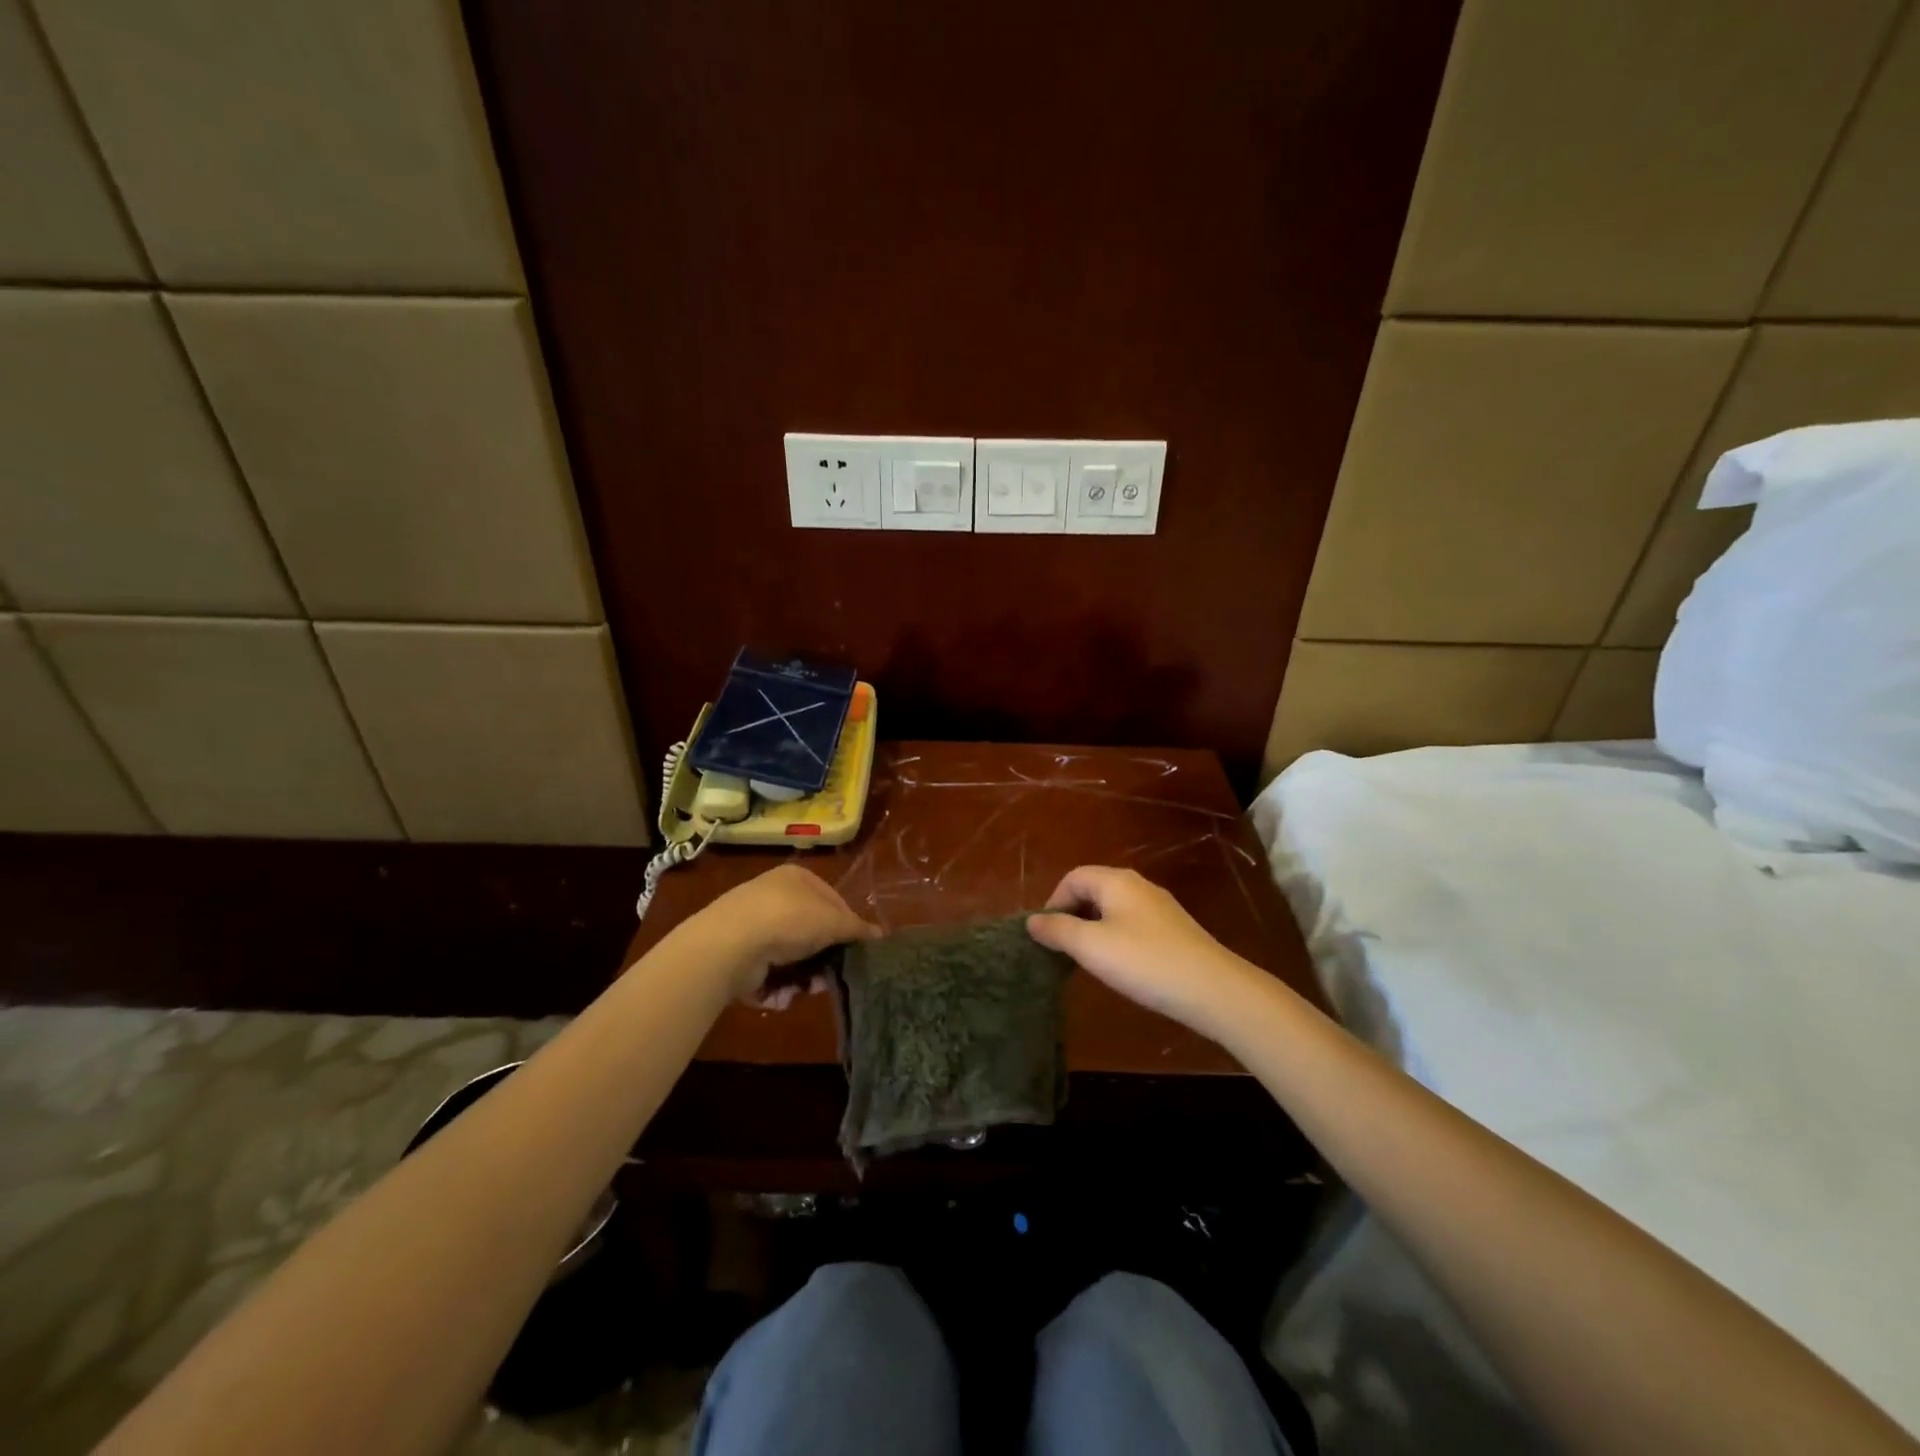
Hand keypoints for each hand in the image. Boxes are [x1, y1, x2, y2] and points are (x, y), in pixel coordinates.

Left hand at [678, 864, 878, 1003]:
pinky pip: (768, 973)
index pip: (832, 900)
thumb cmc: (788, 920)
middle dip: (823, 957)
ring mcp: (752, 926)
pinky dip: (777, 986)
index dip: (846, 925)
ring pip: (791, 956)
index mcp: (796, 878)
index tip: (856, 949)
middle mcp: (773, 897)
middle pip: (811, 931)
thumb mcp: (832, 921)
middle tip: (830, 976)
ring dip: (802, 976)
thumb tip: (880, 936)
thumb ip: (857, 929)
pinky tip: (780, 994)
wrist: (728, 945)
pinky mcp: (738, 955)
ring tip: (806, 990)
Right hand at [1027, 866, 1263, 1035]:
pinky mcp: (1174, 930)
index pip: (1073, 877)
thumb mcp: (1091, 947)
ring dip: (1094, 929)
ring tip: (1087, 960)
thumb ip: (1058, 931)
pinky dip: (1116, 938)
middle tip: (1062, 949)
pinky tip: (1121, 967)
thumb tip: (1032, 921)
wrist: (1213, 989)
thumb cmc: (1144, 962)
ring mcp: (1159, 907)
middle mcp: (1138, 885)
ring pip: (1114, 908)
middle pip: (1093, 889)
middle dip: (1072, 915)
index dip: (1053, 902)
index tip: (1046, 936)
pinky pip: (1133, 924)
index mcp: (1116, 881)